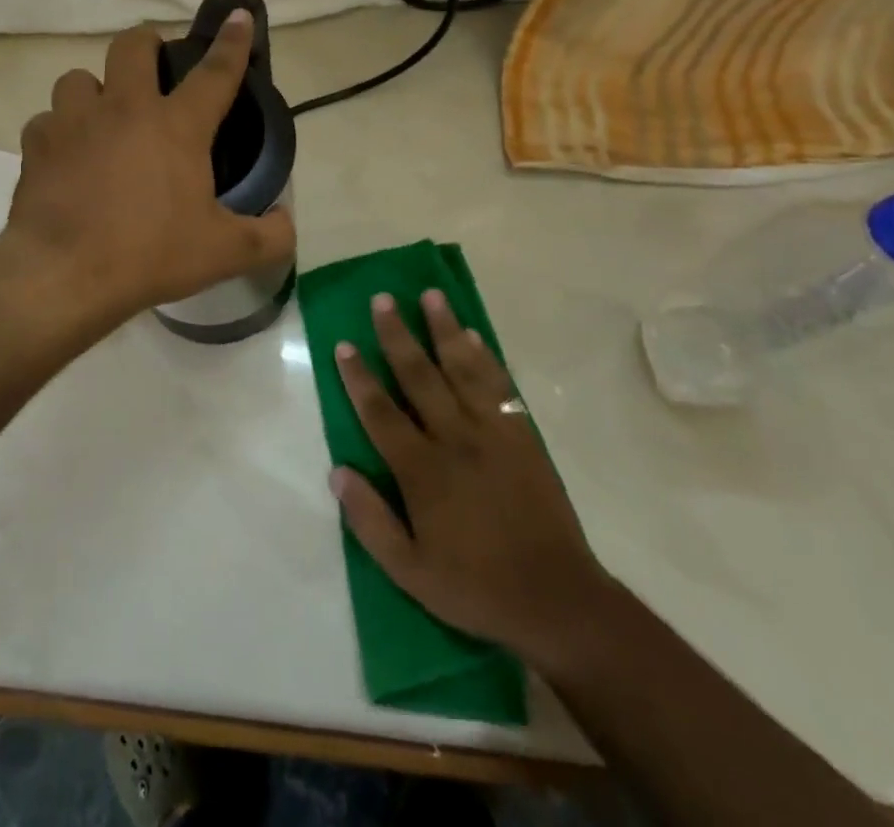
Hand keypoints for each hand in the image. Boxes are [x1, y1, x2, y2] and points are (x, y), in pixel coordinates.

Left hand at [1, 11, 295, 341]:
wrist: (64, 274)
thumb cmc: (150, 254)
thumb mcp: (223, 253)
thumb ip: (268, 238)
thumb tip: (287, 225)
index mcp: (176, 126)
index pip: (215, 72)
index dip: (232, 42)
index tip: (238, 15)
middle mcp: (124, 109)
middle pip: (132, 45)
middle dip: (146, 45)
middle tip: (151, 68)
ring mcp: (73, 122)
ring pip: (78, 77)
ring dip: (93, 91)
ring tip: (100, 118)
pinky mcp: (36, 145)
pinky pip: (46, 121)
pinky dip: (57, 133)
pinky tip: (65, 157)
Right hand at [331, 291, 610, 671]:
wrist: (556, 598)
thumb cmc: (476, 586)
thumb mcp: (410, 572)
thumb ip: (370, 521)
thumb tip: (337, 472)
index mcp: (422, 470)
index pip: (380, 412)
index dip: (359, 377)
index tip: (344, 344)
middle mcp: (454, 438)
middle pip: (419, 376)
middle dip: (397, 335)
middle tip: (382, 298)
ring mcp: (493, 432)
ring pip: (462, 368)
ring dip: (444, 329)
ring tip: (431, 295)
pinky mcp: (523, 434)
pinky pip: (500, 385)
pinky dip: (485, 357)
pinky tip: (473, 335)